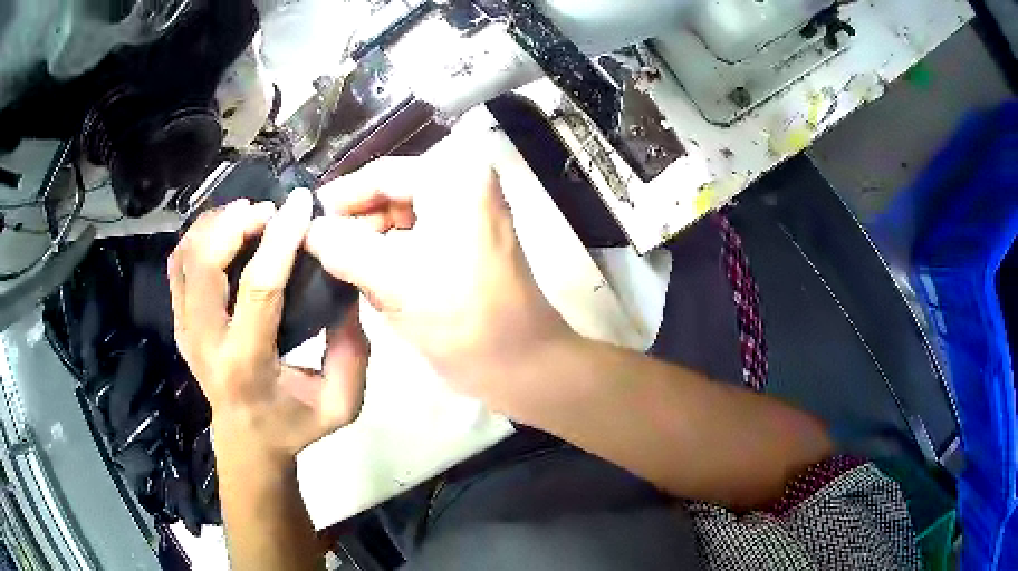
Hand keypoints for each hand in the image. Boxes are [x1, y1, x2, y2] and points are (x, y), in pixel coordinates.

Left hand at [168, 190, 368, 465]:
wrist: (246, 442)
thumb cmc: (294, 425)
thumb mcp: (341, 404)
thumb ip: (351, 350)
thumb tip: (346, 287)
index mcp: (246, 365)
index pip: (257, 287)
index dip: (280, 239)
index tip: (301, 204)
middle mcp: (206, 343)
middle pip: (204, 262)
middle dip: (236, 223)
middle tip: (269, 211)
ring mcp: (185, 330)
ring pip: (185, 256)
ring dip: (216, 225)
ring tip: (249, 216)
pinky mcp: (179, 321)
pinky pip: (177, 264)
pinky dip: (199, 237)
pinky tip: (225, 233)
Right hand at [305, 157, 574, 402]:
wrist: (521, 364)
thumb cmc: (462, 318)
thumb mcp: (393, 279)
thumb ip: (342, 248)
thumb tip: (306, 230)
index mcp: (454, 176)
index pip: (380, 174)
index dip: (338, 200)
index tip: (302, 225)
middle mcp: (464, 182)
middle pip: (389, 193)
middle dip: (354, 224)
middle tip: (316, 253)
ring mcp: (468, 212)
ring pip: (399, 217)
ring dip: (369, 242)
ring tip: (338, 269)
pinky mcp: (467, 241)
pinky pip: (415, 236)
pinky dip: (390, 255)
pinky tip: (368, 279)